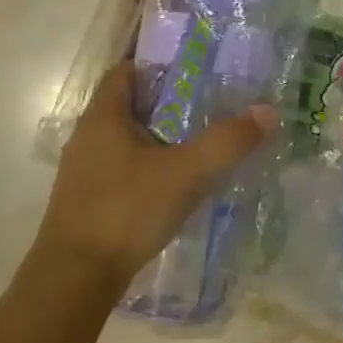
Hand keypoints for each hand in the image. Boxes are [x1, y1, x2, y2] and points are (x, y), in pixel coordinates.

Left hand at [35, 63, 276, 300]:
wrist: (75, 278)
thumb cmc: (126, 211)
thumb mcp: (186, 173)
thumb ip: (227, 141)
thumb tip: (268, 111)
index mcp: (103, 117)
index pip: (124, 71)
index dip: (156, 64)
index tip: (193, 68)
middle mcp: (87, 137)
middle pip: (127, 105)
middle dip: (165, 103)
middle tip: (207, 104)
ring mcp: (83, 171)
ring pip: (124, 140)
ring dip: (156, 138)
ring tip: (196, 143)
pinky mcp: (86, 201)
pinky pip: (120, 170)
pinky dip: (146, 167)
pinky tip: (172, 185)